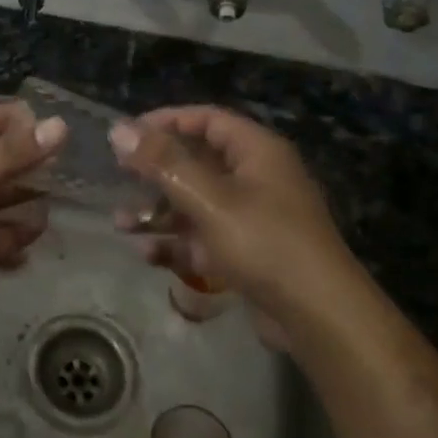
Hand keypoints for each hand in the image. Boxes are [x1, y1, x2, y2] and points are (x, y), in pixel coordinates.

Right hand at [109, 107, 351, 344]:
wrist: (319, 317)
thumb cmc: (264, 243)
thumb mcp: (208, 198)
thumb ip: (162, 163)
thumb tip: (118, 129)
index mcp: (257, 152)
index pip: (207, 119)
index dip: (166, 121)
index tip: (128, 134)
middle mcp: (257, 177)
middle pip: (197, 161)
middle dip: (155, 172)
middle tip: (119, 175)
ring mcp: (253, 217)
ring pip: (196, 203)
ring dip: (158, 212)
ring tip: (121, 224)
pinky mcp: (248, 253)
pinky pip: (204, 237)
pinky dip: (177, 243)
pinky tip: (148, 255)